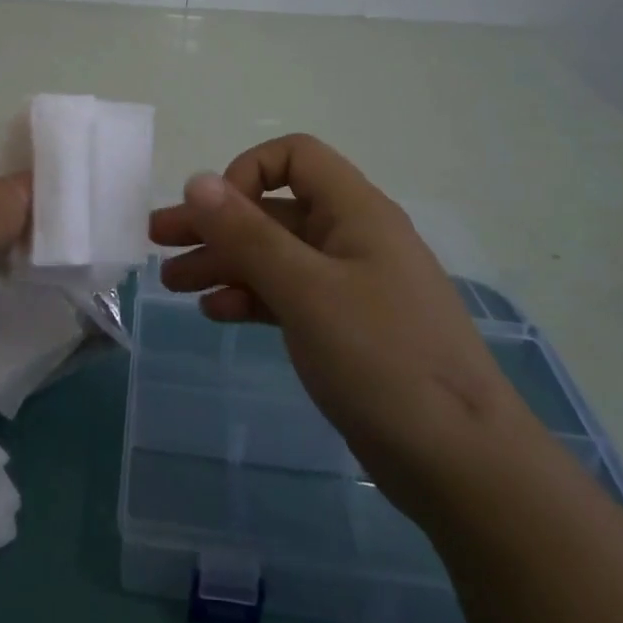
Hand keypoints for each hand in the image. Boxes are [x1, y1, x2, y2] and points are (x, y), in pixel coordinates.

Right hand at [149, 134, 527, 512]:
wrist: (463, 464)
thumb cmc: (383, 359)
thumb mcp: (306, 290)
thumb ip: (248, 234)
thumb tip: (197, 179)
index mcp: (355, 212)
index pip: (294, 158)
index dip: (248, 173)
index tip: (216, 215)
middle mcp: (352, 238)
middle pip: (273, 210)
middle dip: (215, 223)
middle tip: (158, 240)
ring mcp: (351, 285)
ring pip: (276, 256)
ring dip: (224, 262)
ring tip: (172, 283)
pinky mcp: (346, 329)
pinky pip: (289, 295)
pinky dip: (251, 297)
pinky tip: (217, 312)